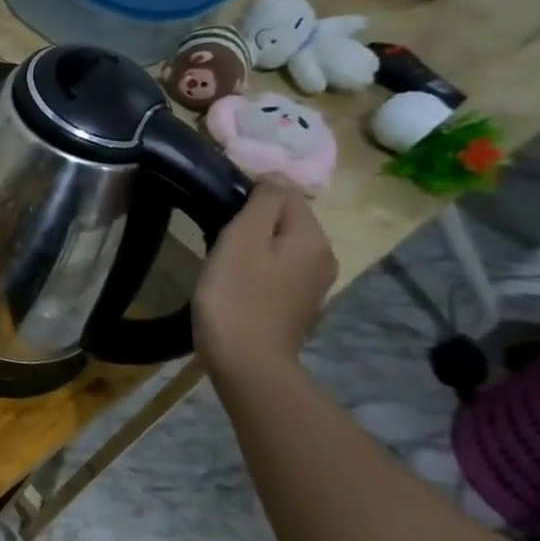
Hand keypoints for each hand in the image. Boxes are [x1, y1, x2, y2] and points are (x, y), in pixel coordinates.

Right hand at [194, 182, 337, 374]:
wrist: (247, 361)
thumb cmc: (236, 295)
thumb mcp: (242, 238)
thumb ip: (261, 202)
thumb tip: (272, 179)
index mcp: (312, 237)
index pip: (284, 193)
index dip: (249, 195)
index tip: (218, 210)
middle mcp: (323, 257)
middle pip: (285, 219)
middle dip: (252, 221)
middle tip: (215, 234)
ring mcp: (313, 285)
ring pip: (280, 245)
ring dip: (253, 245)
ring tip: (221, 257)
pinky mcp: (297, 305)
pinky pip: (277, 270)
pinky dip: (257, 268)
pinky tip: (235, 281)